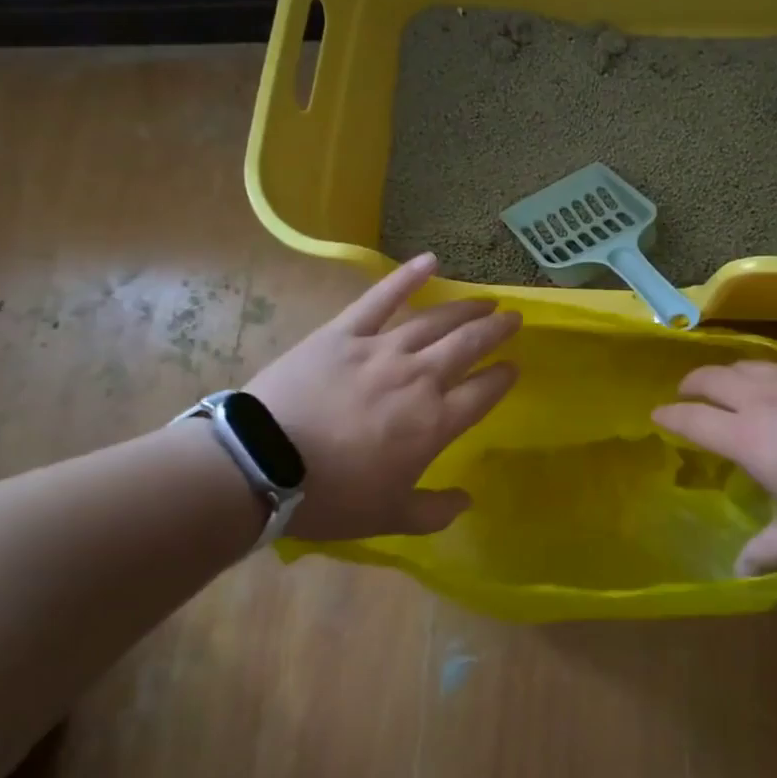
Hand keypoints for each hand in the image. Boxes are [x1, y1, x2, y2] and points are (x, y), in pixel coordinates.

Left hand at [245, 253, 519, 540]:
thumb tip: (466, 502)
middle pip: (468, 345)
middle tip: (513, 318)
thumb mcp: (388, 517)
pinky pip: (381, 298)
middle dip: (495, 330)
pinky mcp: (344, 332)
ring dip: (465, 308)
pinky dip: (407, 277)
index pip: (483, 393)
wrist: (263, 464)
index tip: (513, 367)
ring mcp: (382, 349)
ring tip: (485, 299)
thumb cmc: (330, 496)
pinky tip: (430, 260)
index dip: (502, 378)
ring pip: (435, 320)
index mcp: (434, 422)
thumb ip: (433, 512)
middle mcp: (419, 377)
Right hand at [652, 361, 776, 575]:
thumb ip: (768, 552)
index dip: (669, 416)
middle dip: (691, 384)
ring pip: (745, 364)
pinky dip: (762, 372)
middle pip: (712, 378)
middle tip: (685, 394)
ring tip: (724, 384)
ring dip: (724, 372)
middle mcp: (762, 399)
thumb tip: (737, 571)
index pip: (693, 419)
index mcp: (747, 436)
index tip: (656, 416)